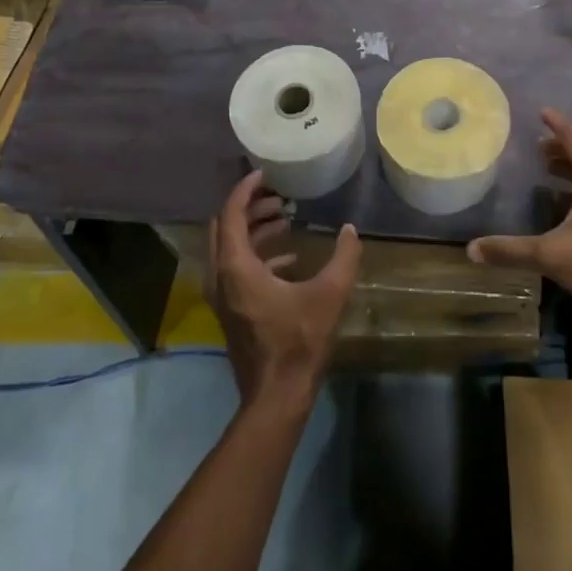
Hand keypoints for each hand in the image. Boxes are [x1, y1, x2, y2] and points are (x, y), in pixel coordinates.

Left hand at [205, 171, 361, 412]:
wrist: (276, 396)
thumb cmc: (298, 342)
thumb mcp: (329, 294)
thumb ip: (343, 257)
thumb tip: (350, 229)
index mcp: (237, 267)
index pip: (232, 214)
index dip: (246, 190)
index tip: (265, 174)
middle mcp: (221, 277)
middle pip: (225, 228)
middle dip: (250, 207)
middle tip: (279, 196)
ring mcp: (223, 296)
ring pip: (230, 248)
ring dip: (254, 229)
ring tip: (285, 218)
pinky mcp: (233, 310)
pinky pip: (237, 269)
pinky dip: (258, 254)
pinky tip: (290, 258)